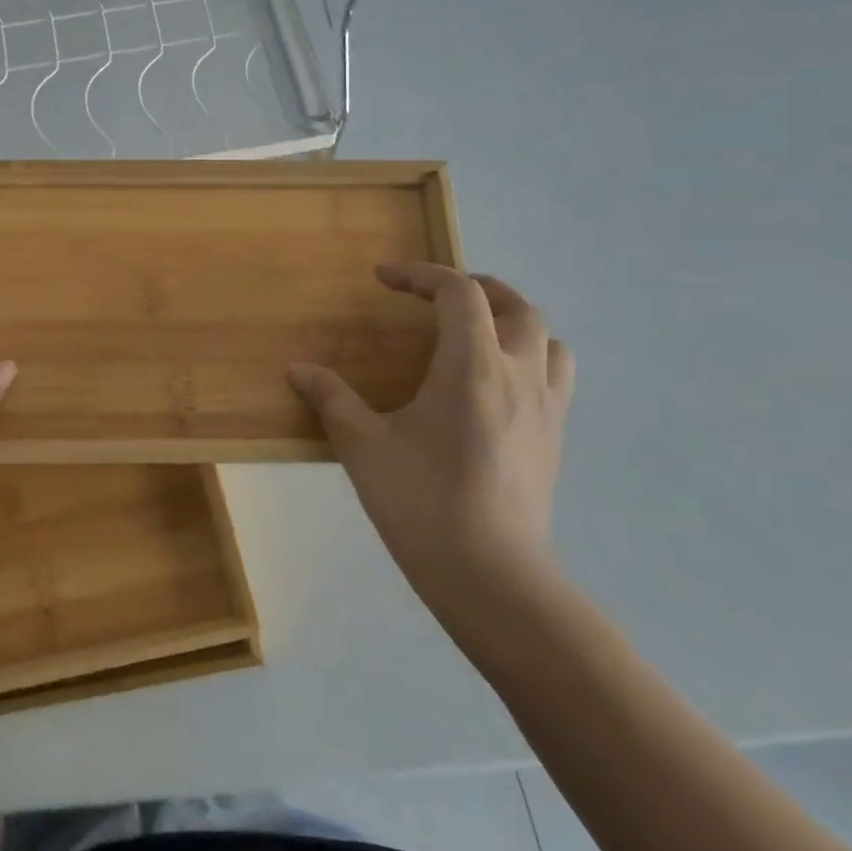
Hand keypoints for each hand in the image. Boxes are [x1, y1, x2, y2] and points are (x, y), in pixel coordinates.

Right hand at [287, 263, 573, 612]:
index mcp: (472, 366)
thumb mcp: (362, 445)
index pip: (459, 293)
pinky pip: (554, 377)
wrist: (490, 576)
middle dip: (474, 287)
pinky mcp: (554, 440)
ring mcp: (546, 409)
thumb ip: (331, 399)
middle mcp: (519, 376)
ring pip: (548, 340)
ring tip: (476, 331)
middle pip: (515, 305)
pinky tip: (494, 385)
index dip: (421, 274)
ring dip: (513, 321)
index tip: (384, 278)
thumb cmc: (421, 501)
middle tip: (434, 294)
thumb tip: (296, 370)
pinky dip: (528, 358)